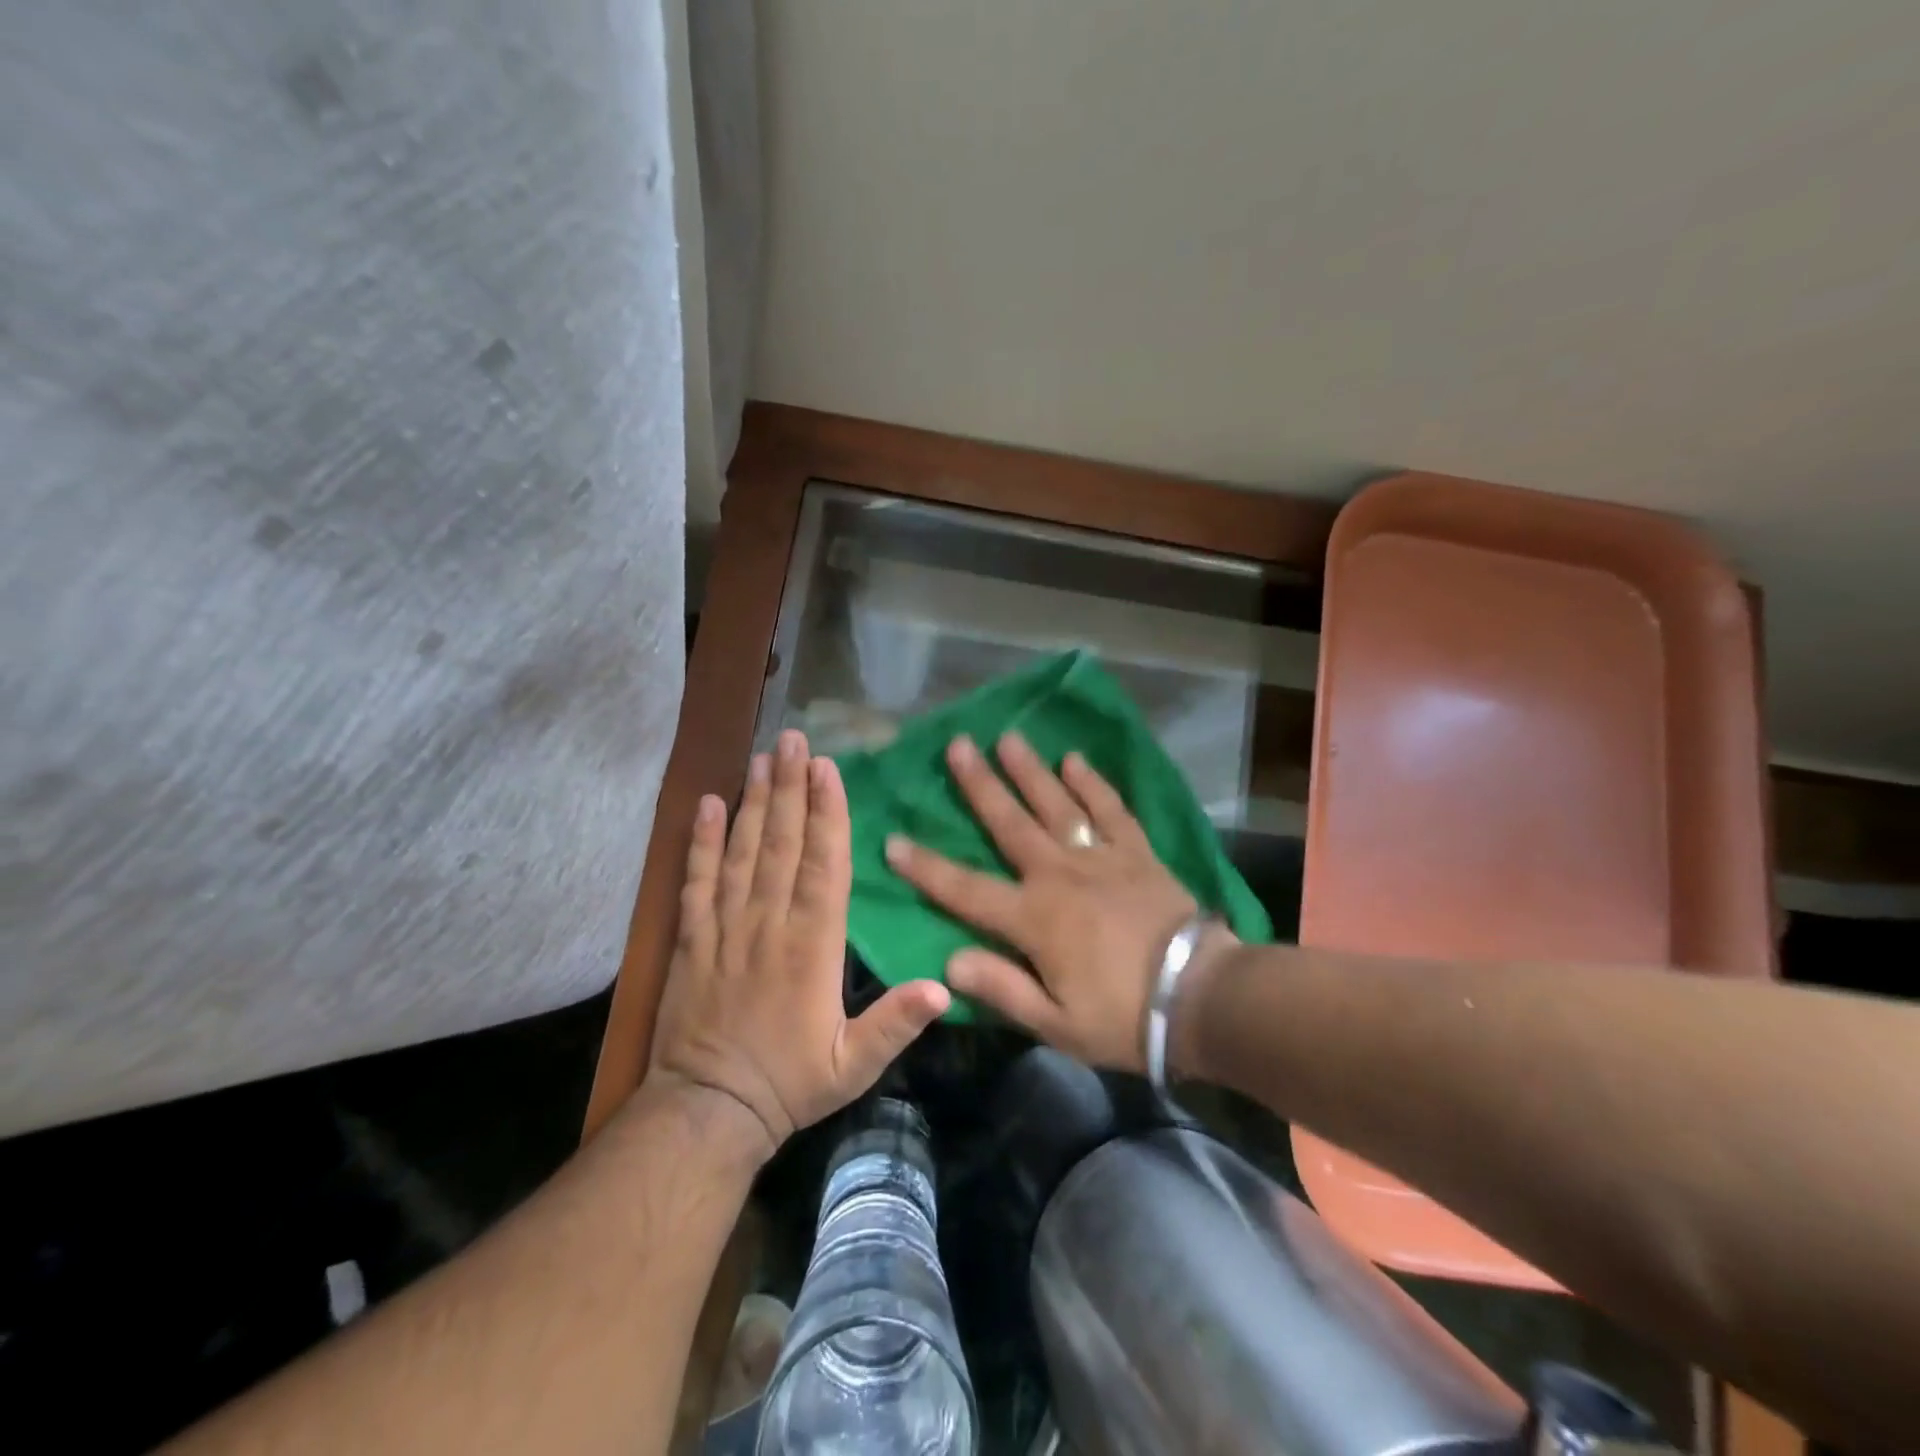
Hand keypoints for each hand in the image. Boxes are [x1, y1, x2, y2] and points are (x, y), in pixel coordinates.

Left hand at [648, 729, 948, 1158]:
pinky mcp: (692, 937)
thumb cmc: (790, 1084)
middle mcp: (769, 923)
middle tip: (793, 739)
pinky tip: (708, 804)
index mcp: (812, 946)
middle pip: (782, 843)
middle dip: (791, 787)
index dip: (827, 814)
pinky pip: (697, 880)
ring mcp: (725, 926)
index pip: (822, 866)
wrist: (707, 1111)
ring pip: (742, 851)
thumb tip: (945, 986)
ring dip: (754, 801)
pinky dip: (701, 840)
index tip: (827, 770)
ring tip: (762, 756)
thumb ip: (896, 1024)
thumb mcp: (854, 1065)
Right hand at [884, 731, 1232, 1071]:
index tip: (893, 840)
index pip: (965, 889)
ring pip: (1057, 805)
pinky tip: (1075, 760)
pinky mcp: (1137, 853)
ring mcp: (1101, 858)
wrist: (1202, 998)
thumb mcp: (1056, 1022)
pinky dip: (1093, 784)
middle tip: (958, 745)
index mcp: (1033, 918)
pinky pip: (1111, 810)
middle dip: (980, 785)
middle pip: (1010, 823)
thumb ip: (1002, 988)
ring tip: (1008, 737)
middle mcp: (1060, 875)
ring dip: (1030, 770)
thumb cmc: (1123, 1017)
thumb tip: (948, 961)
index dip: (926, 867)